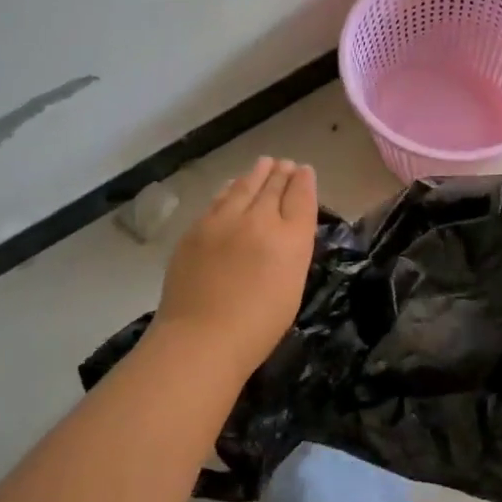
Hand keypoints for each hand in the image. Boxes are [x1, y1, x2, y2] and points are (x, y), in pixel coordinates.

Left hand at [154, 156, 317, 375]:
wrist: (201, 338)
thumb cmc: (257, 327)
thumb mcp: (292, 287)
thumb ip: (292, 251)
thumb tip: (287, 229)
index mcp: (291, 239)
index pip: (301, 198)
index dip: (304, 182)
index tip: (304, 171)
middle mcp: (260, 220)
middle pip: (273, 186)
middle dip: (281, 173)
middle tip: (285, 164)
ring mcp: (224, 221)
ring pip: (244, 186)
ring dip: (256, 174)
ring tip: (264, 164)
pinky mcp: (197, 228)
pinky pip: (219, 199)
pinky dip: (231, 188)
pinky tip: (233, 185)